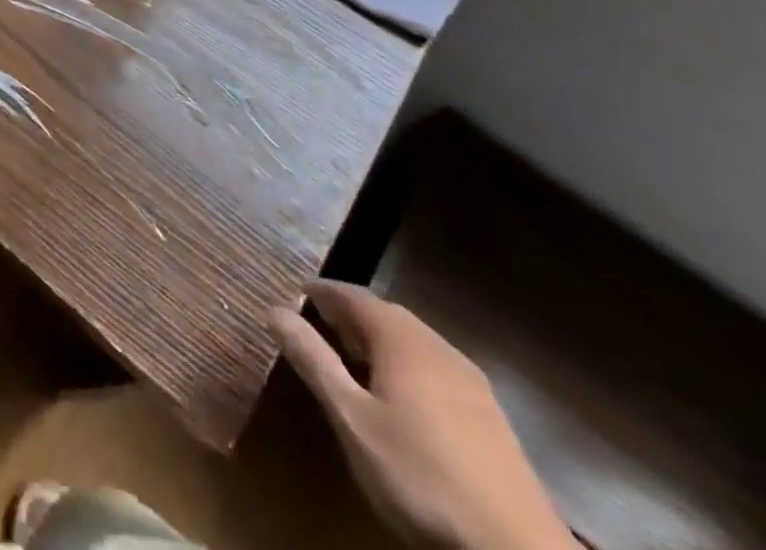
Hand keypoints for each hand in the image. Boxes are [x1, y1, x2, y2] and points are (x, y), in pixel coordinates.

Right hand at [274, 281, 574, 549]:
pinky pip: (436, 369)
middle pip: (386, 314)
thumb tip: (274, 310)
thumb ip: (313, 360)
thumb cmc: (420, 474)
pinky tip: (402, 398)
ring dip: (380, 341)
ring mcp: (471, 382)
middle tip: (320, 323)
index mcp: (400, 338)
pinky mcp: (491, 418)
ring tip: (354, 359)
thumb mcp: (351, 418)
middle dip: (351, 314)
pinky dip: (407, 366)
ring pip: (414, 342)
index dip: (322, 291)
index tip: (297, 291)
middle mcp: (437, 346)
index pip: (353, 295)